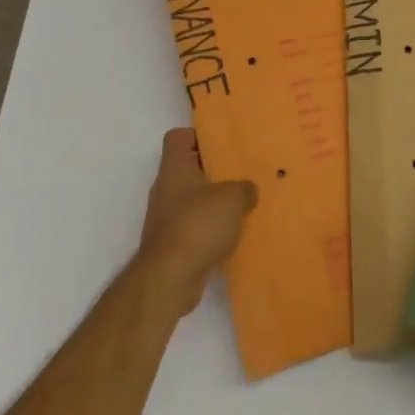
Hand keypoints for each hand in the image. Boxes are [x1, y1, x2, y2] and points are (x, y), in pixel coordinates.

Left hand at [136, 129, 255, 316]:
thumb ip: (244, 188)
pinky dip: (211, 227)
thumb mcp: (232, 198)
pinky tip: (232, 233)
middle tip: (242, 171)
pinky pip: (195, 225)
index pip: (178, 137)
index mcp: (174, 168)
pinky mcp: (172, 243)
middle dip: (214, 170)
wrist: (169, 279)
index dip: (198, 135)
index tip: (223, 142)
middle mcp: (166, 188)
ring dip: (214, 201)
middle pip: (189, 168)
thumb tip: (248, 190)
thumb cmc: (198, 225)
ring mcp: (166, 217)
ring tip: (243, 202)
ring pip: (193, 198)